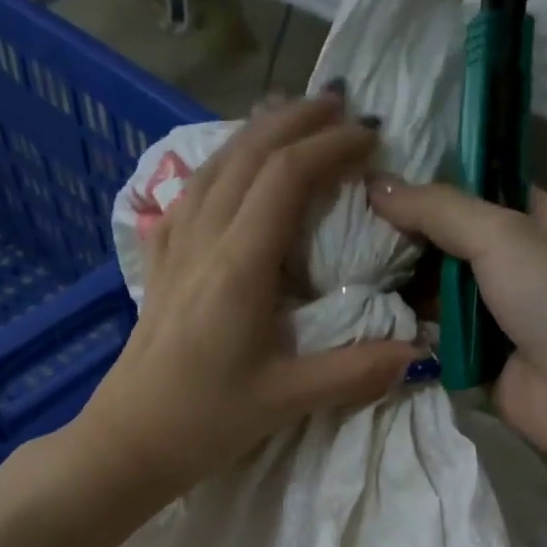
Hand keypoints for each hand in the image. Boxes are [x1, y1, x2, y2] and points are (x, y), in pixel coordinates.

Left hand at [76, 93, 418, 499]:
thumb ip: (354, 372)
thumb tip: (416, 353)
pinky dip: (220, 166)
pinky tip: (229, 171)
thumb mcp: (287, 400)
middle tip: (342, 106)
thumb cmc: (206, 420)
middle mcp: (203, 241)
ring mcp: (174, 248)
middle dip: (297, 120)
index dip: (331, 147)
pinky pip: (189, 194)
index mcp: (238, 266)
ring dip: (257, 133)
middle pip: (248, 153)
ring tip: (293, 120)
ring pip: (215, 165)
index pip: (286, 177)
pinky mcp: (158, 265)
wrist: (130, 439)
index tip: (372, 138)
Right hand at [370, 178, 546, 454]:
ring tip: (348, 274)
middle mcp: (524, 264)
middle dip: (410, 243)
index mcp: (544, 220)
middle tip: (353, 235)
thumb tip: (375, 184)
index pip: (480, 192)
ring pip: (442, 294)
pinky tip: (369, 317)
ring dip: (404, 289)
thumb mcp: (499, 234)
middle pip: (454, 246)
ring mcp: (502, 315)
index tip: (379, 188)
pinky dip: (412, 331)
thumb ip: (437, 209)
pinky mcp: (483, 358)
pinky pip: (439, 338)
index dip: (433, 189)